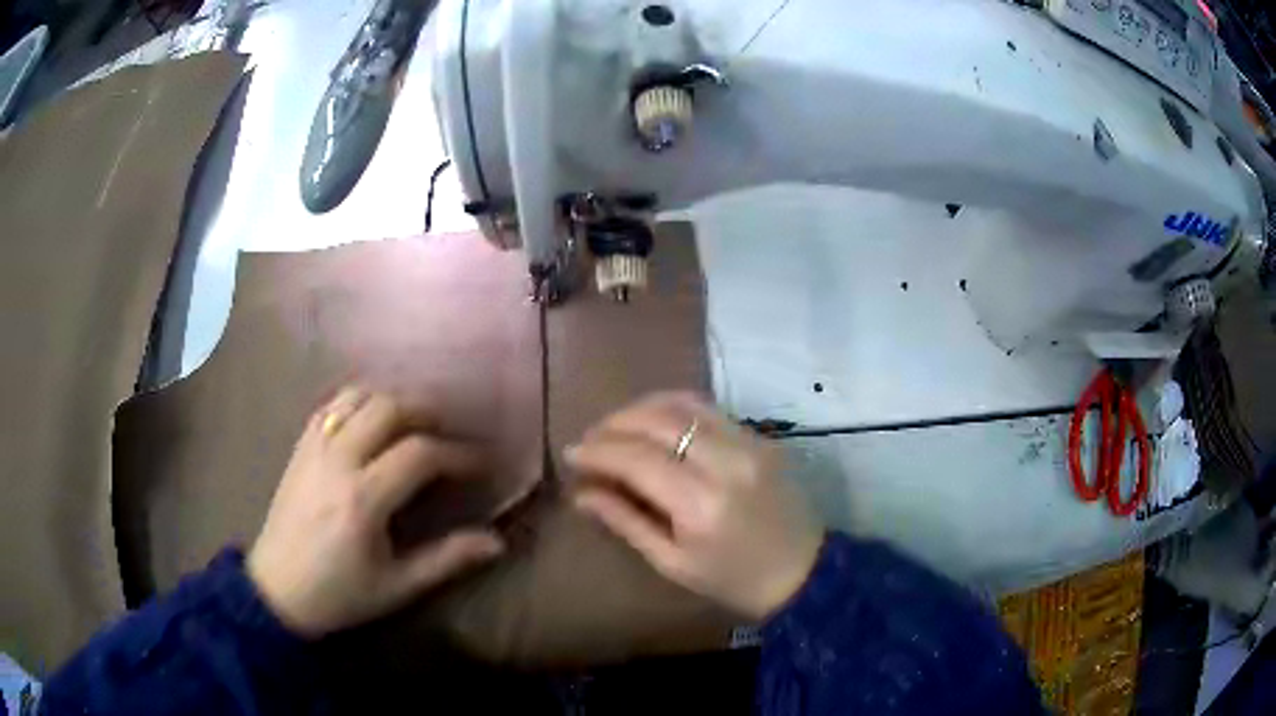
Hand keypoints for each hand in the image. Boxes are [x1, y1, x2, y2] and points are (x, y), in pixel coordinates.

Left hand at [247, 388, 503, 637]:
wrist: (276, 590)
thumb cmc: (340, 594)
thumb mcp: (397, 586)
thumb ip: (447, 559)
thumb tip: (498, 542)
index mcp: (363, 499)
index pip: (420, 453)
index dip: (459, 454)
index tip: (482, 464)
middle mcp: (338, 460)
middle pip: (389, 407)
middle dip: (428, 411)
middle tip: (451, 432)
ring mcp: (314, 447)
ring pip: (359, 396)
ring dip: (393, 399)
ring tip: (415, 421)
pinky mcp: (300, 446)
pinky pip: (332, 404)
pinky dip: (359, 400)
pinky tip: (373, 418)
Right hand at [566, 393, 822, 620]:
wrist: (806, 573)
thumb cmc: (734, 581)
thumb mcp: (673, 564)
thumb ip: (626, 522)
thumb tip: (581, 492)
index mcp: (700, 504)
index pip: (635, 459)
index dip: (597, 451)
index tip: (571, 454)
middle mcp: (725, 461)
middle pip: (657, 421)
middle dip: (613, 424)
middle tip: (590, 439)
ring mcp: (749, 442)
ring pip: (683, 403)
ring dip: (641, 408)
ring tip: (616, 426)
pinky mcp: (762, 436)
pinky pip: (709, 408)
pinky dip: (673, 407)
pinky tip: (655, 421)